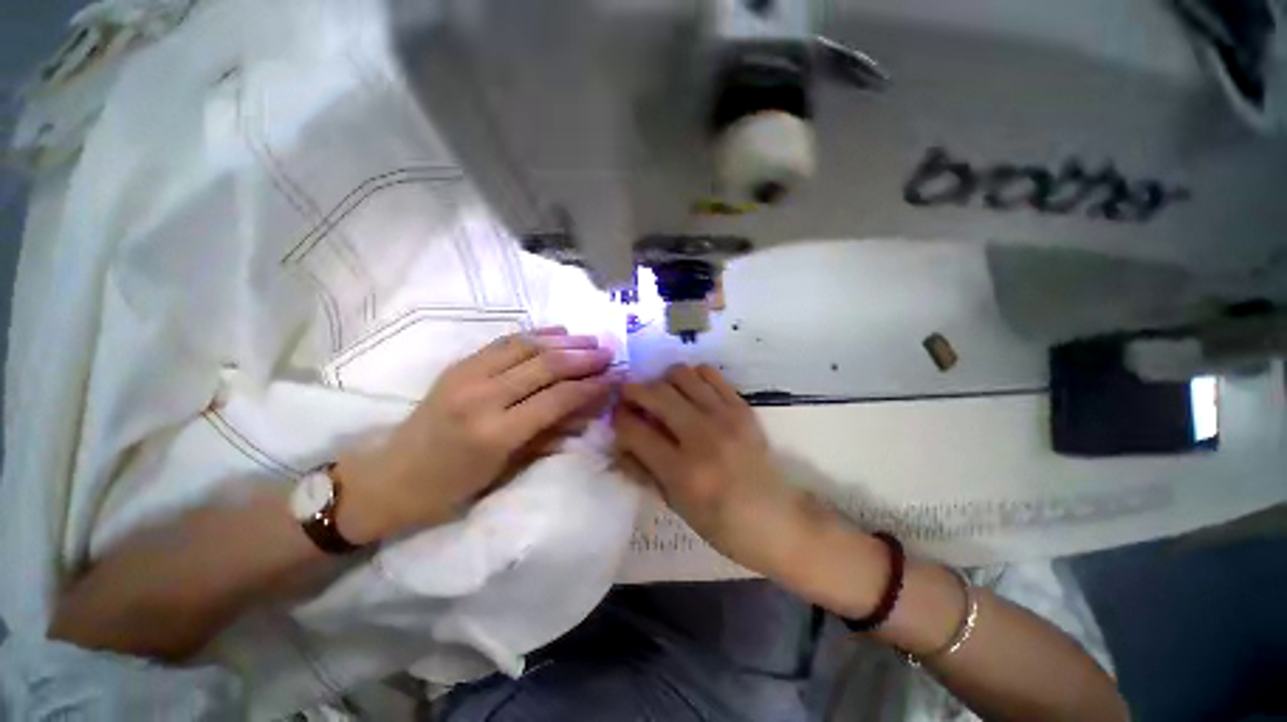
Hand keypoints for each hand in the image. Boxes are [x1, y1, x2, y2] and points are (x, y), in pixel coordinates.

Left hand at [338, 327, 614, 541]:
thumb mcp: (507, 469)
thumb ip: (549, 433)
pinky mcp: (459, 364)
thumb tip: (586, 409)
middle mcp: (482, 397)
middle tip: (609, 352)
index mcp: (496, 433)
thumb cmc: (453, 486)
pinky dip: (536, 334)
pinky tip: (558, 331)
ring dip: (564, 341)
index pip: (557, 398)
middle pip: (546, 366)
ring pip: (527, 346)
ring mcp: (467, 375)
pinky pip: (505, 341)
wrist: (391, 476)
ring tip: (590, 339)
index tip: (614, 376)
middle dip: (583, 357)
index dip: (590, 385)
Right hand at [612, 365, 829, 576]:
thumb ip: (643, 471)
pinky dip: (691, 377)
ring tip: (663, 398)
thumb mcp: (675, 506)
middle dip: (633, 392)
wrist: (779, 520)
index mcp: (682, 472)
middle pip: (655, 394)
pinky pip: (708, 373)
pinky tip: (690, 393)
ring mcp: (725, 417)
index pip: (634, 430)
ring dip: (662, 382)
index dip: (618, 419)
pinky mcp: (741, 407)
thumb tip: (619, 442)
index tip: (616, 417)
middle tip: (630, 399)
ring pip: (680, 374)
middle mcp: (702, 437)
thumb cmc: (722, 525)